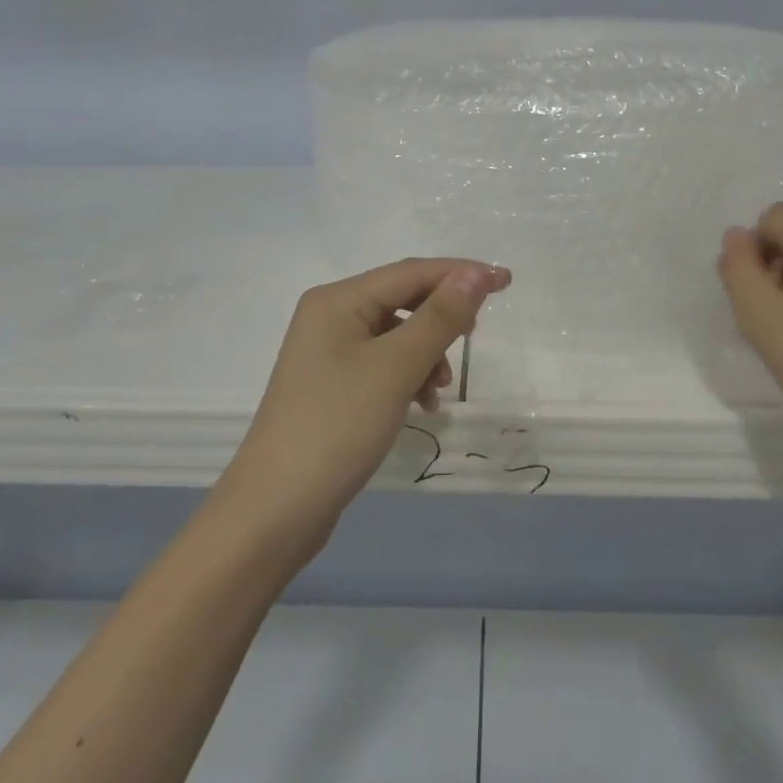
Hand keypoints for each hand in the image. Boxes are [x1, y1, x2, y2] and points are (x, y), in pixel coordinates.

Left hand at [213, 258, 509, 564]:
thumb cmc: (337, 427)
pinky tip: (422, 403)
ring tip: (440, 389)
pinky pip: (383, 363)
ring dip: (427, 353)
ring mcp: (328, 352)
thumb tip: (476, 273)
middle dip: (441, 318)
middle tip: (474, 338)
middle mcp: (330, 316)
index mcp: (337, 300)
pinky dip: (408, 376)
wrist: (276, 510)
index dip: (460, 274)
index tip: (506, 282)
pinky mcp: (333, 384)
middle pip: (401, 299)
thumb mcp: (395, 368)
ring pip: (396, 334)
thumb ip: (439, 317)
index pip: (410, 272)